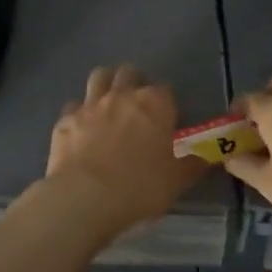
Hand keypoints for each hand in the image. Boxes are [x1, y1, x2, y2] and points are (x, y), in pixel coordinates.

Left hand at [43, 65, 206, 235]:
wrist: (84, 198)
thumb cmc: (139, 187)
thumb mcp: (176, 181)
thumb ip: (192, 164)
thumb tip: (206, 157)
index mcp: (154, 104)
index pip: (165, 89)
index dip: (166, 104)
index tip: (166, 121)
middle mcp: (122, 95)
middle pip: (129, 73)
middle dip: (135, 83)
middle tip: (137, 108)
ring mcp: (90, 104)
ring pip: (99, 76)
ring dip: (106, 85)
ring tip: (109, 105)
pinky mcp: (65, 119)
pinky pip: (74, 105)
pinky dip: (80, 112)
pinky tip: (83, 129)